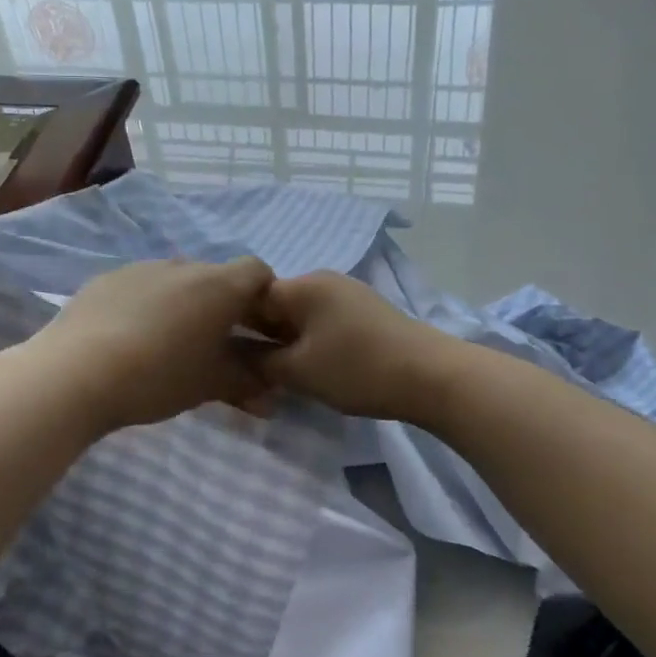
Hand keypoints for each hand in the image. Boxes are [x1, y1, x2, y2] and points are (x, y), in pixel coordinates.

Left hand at [30, 257, 276, 431]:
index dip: (264, 298)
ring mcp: (142, 268)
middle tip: (213, 347)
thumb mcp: (210, 385)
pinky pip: (142, 287)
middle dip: (222, 306)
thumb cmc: (158, 376)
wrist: (75, 372)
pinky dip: (147, 305)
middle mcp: (184, 265)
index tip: (256, 332)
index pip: (258, 272)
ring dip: (183, 305)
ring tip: (167, 347)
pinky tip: (130, 339)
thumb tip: (271, 395)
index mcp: (219, 285)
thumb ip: (247, 383)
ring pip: (177, 281)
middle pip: (216, 277)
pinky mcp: (108, 278)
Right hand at [253, 271, 457, 421]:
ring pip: (300, 316)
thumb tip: (233, 357)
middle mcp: (323, 280)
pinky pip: (322, 323)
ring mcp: (347, 294)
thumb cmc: (357, 368)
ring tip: (279, 375)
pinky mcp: (365, 313)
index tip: (224, 357)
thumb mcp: (299, 371)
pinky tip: (312, 368)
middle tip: (249, 372)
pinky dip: (310, 343)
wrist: (431, 376)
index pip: (250, 297)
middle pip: (276, 305)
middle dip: (261, 337)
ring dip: (287, 343)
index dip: (234, 327)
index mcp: (302, 285)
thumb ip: (259, 362)